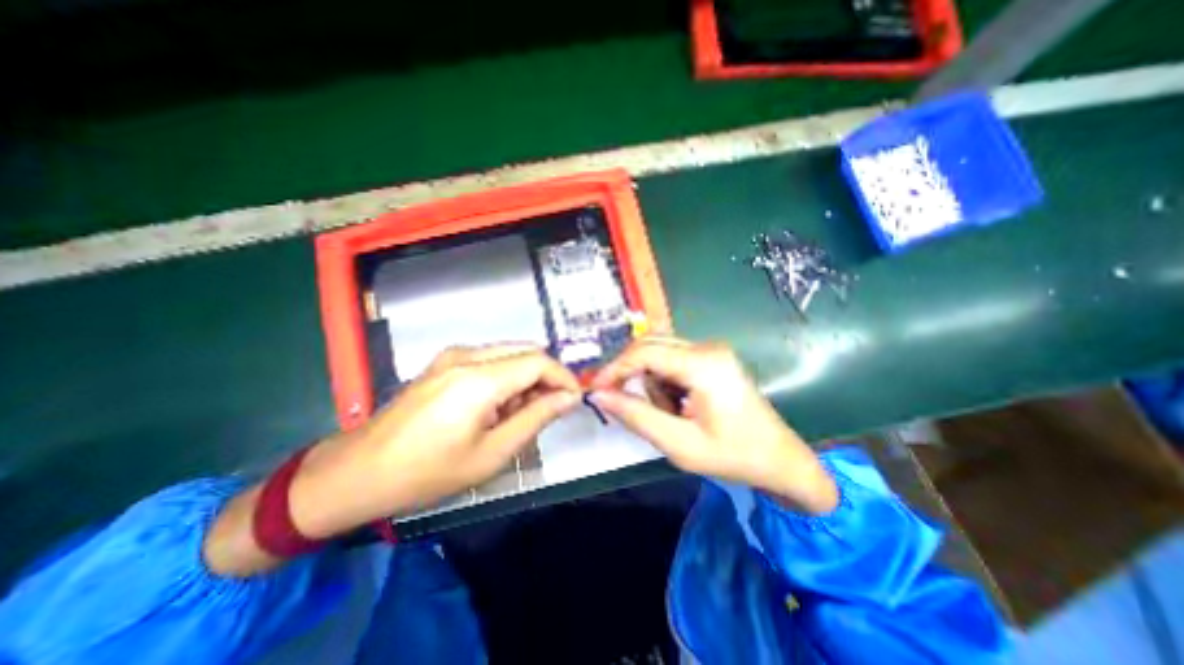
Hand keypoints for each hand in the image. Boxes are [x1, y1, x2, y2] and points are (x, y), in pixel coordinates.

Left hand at [290, 342, 577, 534]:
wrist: (356, 473)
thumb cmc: (427, 472)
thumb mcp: (492, 453)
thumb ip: (536, 418)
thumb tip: (569, 398)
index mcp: (479, 379)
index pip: (538, 361)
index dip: (563, 377)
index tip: (575, 399)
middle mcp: (466, 356)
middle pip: (525, 351)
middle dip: (545, 377)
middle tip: (549, 409)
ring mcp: (451, 356)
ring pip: (508, 354)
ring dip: (525, 378)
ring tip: (519, 414)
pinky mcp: (443, 362)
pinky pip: (489, 359)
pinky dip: (505, 377)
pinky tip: (495, 406)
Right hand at [590, 338, 831, 513]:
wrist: (781, 459)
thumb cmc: (733, 456)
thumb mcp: (679, 444)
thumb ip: (636, 416)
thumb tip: (599, 395)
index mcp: (703, 365)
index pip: (644, 353)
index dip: (614, 369)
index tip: (594, 389)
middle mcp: (706, 347)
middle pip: (650, 346)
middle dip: (631, 373)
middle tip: (622, 403)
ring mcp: (711, 350)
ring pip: (659, 353)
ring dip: (652, 382)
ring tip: (670, 415)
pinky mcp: (711, 357)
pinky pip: (672, 360)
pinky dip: (664, 382)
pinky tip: (679, 406)